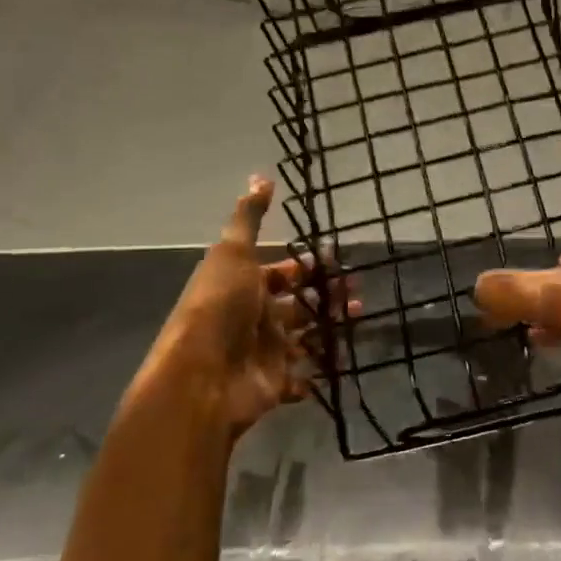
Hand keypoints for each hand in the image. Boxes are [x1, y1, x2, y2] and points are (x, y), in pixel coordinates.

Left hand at [135, 176, 357, 436]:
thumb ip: (249, 218)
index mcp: (244, 287)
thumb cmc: (220, 307)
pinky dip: (320, 372)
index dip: (305, 265)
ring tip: (359, 316)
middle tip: (356, 290)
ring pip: (305, 337)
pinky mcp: (274, 385)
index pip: (280, 273)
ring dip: (330, 328)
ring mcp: (264, 353)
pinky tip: (341, 361)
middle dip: (326, 295)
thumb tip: (260, 176)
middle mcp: (254, 318)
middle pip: (297, 304)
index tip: (336, 257)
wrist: (201, 377)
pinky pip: (302, 378)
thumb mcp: (233, 254)